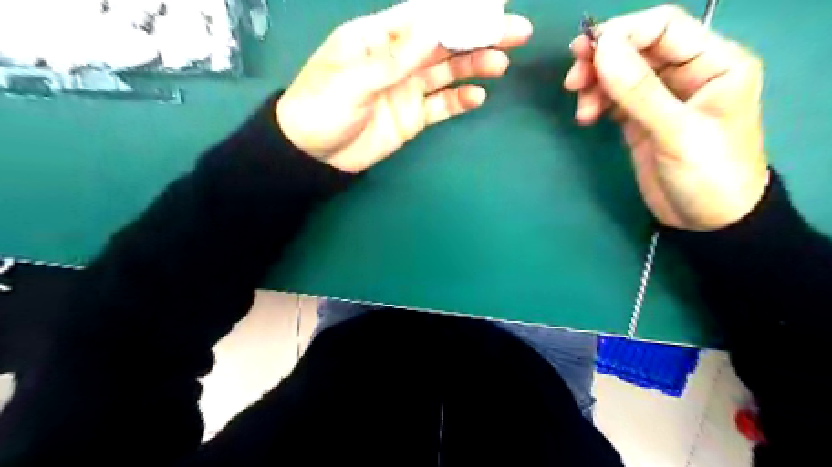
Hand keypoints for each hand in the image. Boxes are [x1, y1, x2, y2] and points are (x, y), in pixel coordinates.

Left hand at [275, 0, 528, 171]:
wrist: (314, 155)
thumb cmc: (321, 108)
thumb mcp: (351, 79)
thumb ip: (392, 58)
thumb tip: (432, 27)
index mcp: (378, 38)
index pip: (424, 15)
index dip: (458, 9)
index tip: (493, 4)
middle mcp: (398, 58)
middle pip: (443, 42)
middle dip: (478, 35)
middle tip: (515, 31)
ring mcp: (407, 88)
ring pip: (447, 72)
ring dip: (474, 66)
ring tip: (500, 64)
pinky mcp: (412, 116)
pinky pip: (441, 106)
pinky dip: (459, 101)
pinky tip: (476, 97)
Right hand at [563, 3, 768, 229]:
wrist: (708, 221)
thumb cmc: (708, 174)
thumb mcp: (676, 132)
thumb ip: (639, 91)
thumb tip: (601, 50)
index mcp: (713, 62)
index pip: (663, 27)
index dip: (622, 34)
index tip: (586, 54)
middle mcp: (687, 73)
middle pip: (636, 48)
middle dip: (601, 61)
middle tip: (572, 81)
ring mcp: (661, 98)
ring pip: (620, 74)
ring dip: (595, 85)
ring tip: (582, 111)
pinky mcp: (641, 119)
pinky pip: (614, 99)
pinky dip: (597, 102)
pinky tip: (587, 117)